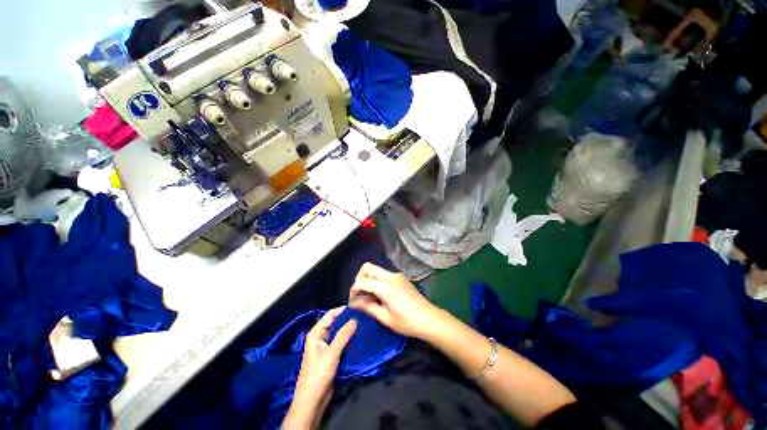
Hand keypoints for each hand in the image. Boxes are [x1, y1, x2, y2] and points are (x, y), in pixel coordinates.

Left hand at [284, 307, 356, 429]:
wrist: (312, 400)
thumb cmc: (318, 374)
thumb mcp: (331, 353)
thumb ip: (343, 335)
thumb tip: (355, 319)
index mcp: (316, 333)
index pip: (330, 315)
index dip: (342, 310)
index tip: (357, 307)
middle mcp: (320, 337)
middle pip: (335, 323)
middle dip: (347, 319)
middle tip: (362, 315)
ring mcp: (326, 346)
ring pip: (339, 333)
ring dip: (349, 329)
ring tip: (363, 324)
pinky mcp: (331, 355)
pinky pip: (341, 342)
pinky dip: (348, 339)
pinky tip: (359, 337)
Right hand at [349, 262, 444, 339]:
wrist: (429, 319)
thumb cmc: (406, 322)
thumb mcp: (385, 317)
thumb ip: (367, 306)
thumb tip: (353, 303)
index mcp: (385, 286)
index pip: (362, 281)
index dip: (353, 290)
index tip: (352, 302)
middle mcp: (390, 275)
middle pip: (367, 267)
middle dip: (359, 279)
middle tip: (358, 294)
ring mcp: (396, 275)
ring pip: (376, 269)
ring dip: (368, 279)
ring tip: (368, 297)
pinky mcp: (400, 277)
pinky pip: (383, 274)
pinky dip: (376, 280)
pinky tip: (378, 295)